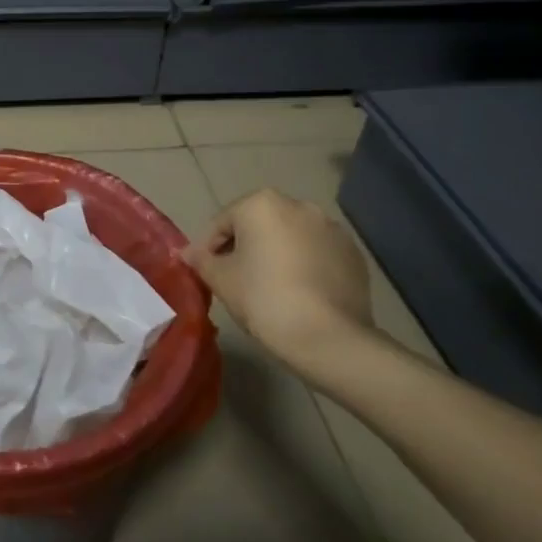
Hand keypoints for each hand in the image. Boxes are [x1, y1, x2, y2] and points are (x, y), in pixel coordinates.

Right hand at [185, 189, 373, 375]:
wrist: (328, 337)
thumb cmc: (264, 298)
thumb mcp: (220, 280)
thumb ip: (201, 260)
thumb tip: (188, 253)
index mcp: (262, 204)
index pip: (223, 222)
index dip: (209, 248)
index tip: (207, 274)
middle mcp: (299, 205)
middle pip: (259, 224)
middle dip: (245, 247)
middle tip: (236, 279)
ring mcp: (331, 228)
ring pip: (291, 237)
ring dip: (277, 254)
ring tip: (270, 287)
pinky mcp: (353, 253)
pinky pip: (317, 253)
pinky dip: (305, 265)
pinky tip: (299, 293)